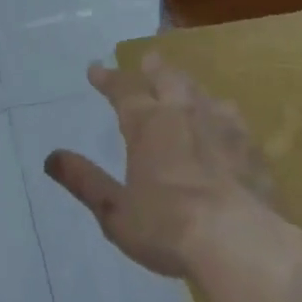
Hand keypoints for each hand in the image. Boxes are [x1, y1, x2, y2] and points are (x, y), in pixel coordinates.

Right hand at [45, 54, 275, 278]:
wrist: (239, 241)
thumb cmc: (168, 228)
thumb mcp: (115, 212)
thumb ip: (85, 181)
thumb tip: (50, 157)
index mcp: (148, 124)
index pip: (123, 90)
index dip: (107, 78)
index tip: (94, 69)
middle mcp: (183, 112)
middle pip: (166, 78)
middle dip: (153, 68)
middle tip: (147, 60)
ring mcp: (222, 126)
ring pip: (201, 92)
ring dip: (188, 86)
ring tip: (184, 87)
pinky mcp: (251, 147)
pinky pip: (232, 118)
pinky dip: (221, 113)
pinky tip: (226, 121)